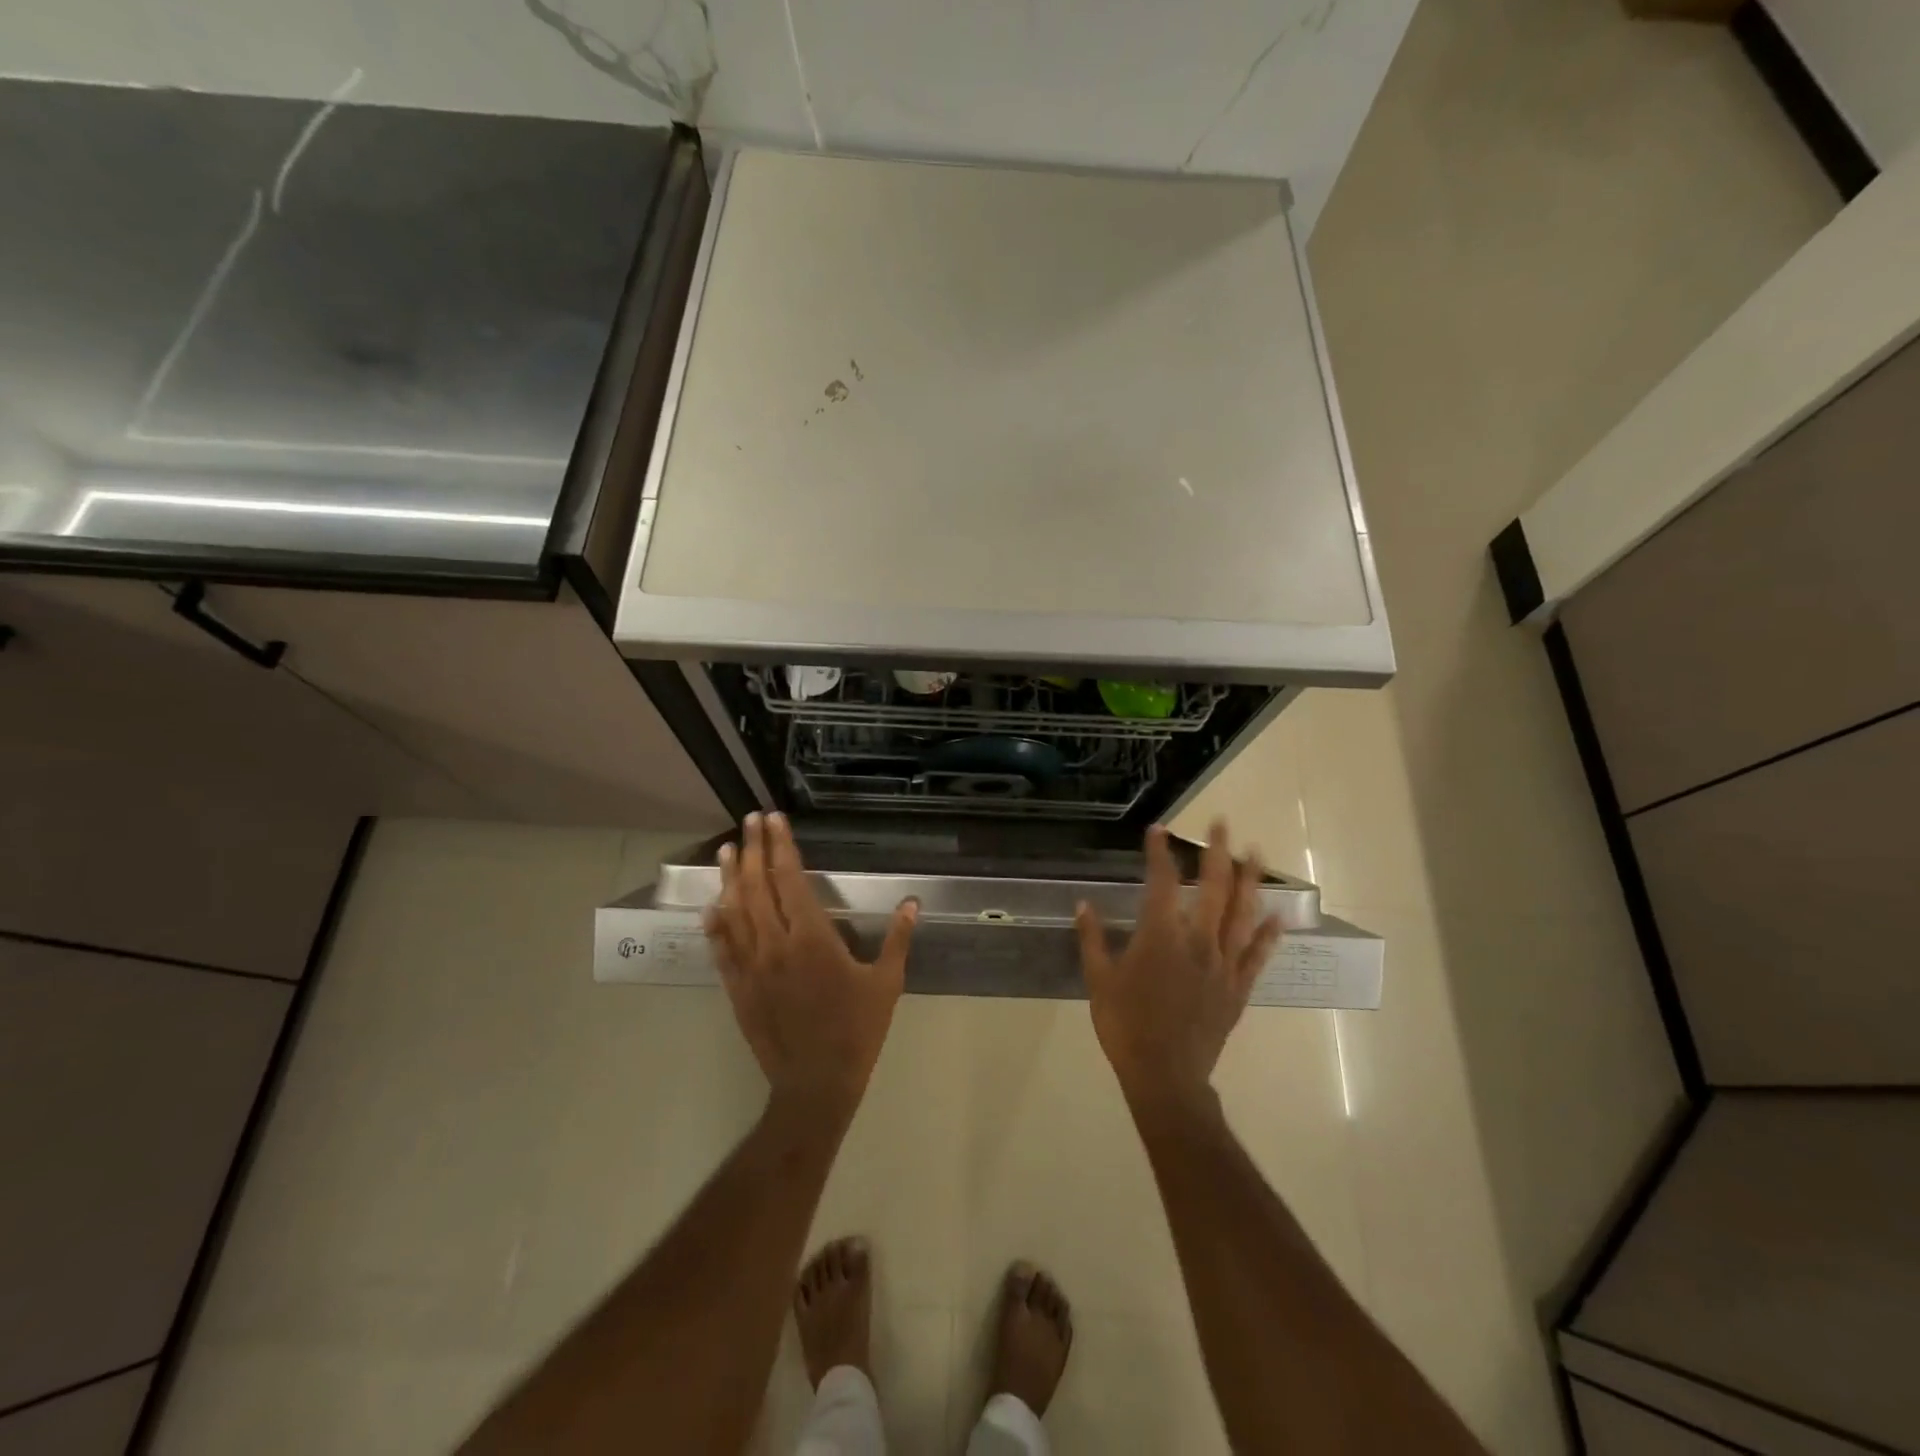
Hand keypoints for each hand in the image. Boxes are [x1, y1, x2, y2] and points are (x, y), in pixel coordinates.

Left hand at [704, 812, 917, 1125]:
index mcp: (813, 937)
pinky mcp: (737, 988)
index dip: (782, 846)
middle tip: (750, 820)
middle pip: (758, 886)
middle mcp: (776, 944)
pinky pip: (722, 949)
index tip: (774, 820)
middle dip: (754, 849)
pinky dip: (715, 924)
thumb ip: (898, 939)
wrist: (816, 1084)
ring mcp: (751, 966)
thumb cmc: (857, 1030)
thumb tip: (912, 902)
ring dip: (730, 878)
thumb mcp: (886, 983)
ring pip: (735, 912)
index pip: (791, 879)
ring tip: (727, 849)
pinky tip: (711, 906)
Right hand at [1075, 820, 1281, 1110]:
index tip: (1158, 830)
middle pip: (1214, 888)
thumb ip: (1093, 939)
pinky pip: (1258, 956)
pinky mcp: (1238, 988)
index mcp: (1161, 937)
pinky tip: (1279, 915)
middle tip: (1223, 823)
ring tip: (1258, 853)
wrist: (1166, 1077)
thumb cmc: (1126, 1026)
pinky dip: (1269, 934)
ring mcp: (1223, 964)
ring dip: (1251, 880)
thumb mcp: (1098, 981)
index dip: (1160, 853)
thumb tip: (1083, 904)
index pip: (1163, 883)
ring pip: (1243, 914)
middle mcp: (1197, 942)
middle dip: (1218, 852)